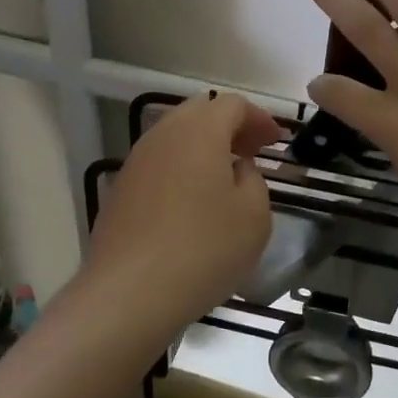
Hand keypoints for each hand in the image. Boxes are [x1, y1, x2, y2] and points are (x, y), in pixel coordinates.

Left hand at [83, 93, 285, 340]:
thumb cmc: (204, 249)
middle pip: (199, 112)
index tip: (277, 142)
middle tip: (252, 152)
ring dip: (203, 146)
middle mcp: (163, 135)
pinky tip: (193, 202)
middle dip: (230, 126)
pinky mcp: (121, 189)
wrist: (130, 293)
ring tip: (225, 177)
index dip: (259, 118)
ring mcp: (136, 161)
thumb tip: (237, 169)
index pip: (233, 104)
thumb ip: (254, 180)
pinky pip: (159, 163)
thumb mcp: (254, 216)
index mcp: (199, 131)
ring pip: (175, 136)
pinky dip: (182, 168)